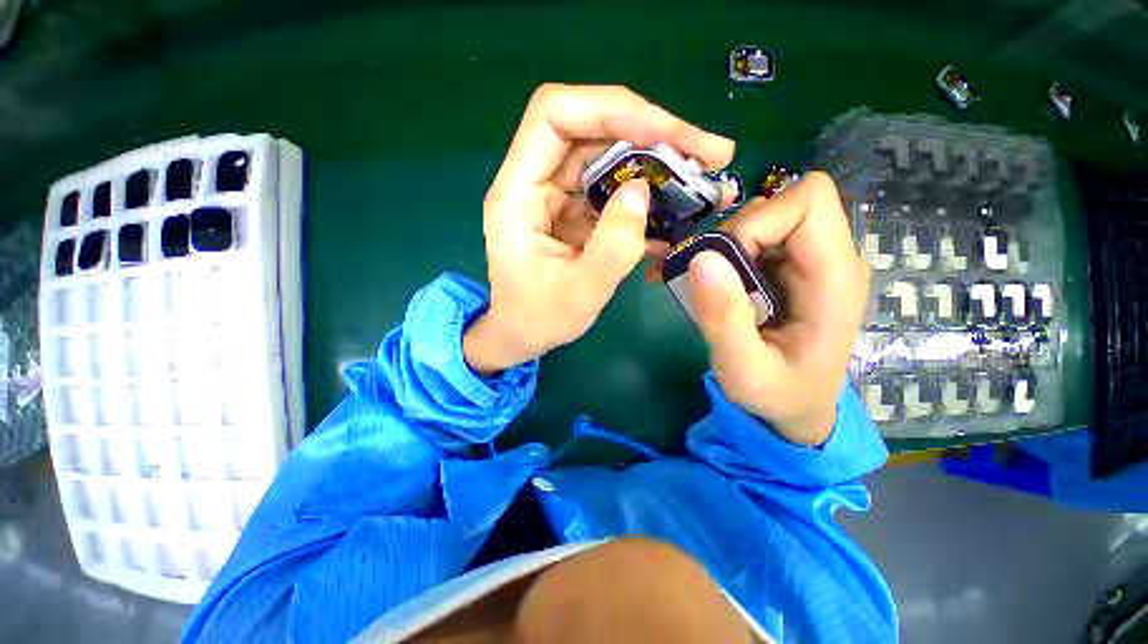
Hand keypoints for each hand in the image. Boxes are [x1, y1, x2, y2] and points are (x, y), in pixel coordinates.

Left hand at [464, 84, 734, 373]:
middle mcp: (535, 181)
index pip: (556, 114)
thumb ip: (613, 246)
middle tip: (709, 154)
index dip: (613, 110)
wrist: (522, 334)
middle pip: (593, 128)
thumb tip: (643, 189)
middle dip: (654, 134)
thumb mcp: (579, 293)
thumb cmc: (538, 319)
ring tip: (703, 181)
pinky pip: (614, 188)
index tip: (667, 134)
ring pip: (610, 156)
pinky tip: (677, 212)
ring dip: (658, 164)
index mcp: (518, 193)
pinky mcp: (575, 211)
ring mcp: (557, 195)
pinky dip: (647, 195)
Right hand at [684, 172, 869, 444]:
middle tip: (705, 278)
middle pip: (780, 204)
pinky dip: (721, 253)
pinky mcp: (786, 268)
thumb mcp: (744, 371)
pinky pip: (751, 239)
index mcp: (834, 279)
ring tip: (699, 285)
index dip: (757, 221)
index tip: (722, 263)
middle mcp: (828, 259)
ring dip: (721, 245)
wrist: (796, 409)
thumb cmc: (777, 396)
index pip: (808, 202)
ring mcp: (807, 262)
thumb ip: (724, 319)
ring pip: (760, 218)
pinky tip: (702, 282)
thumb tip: (701, 258)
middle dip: (732, 234)